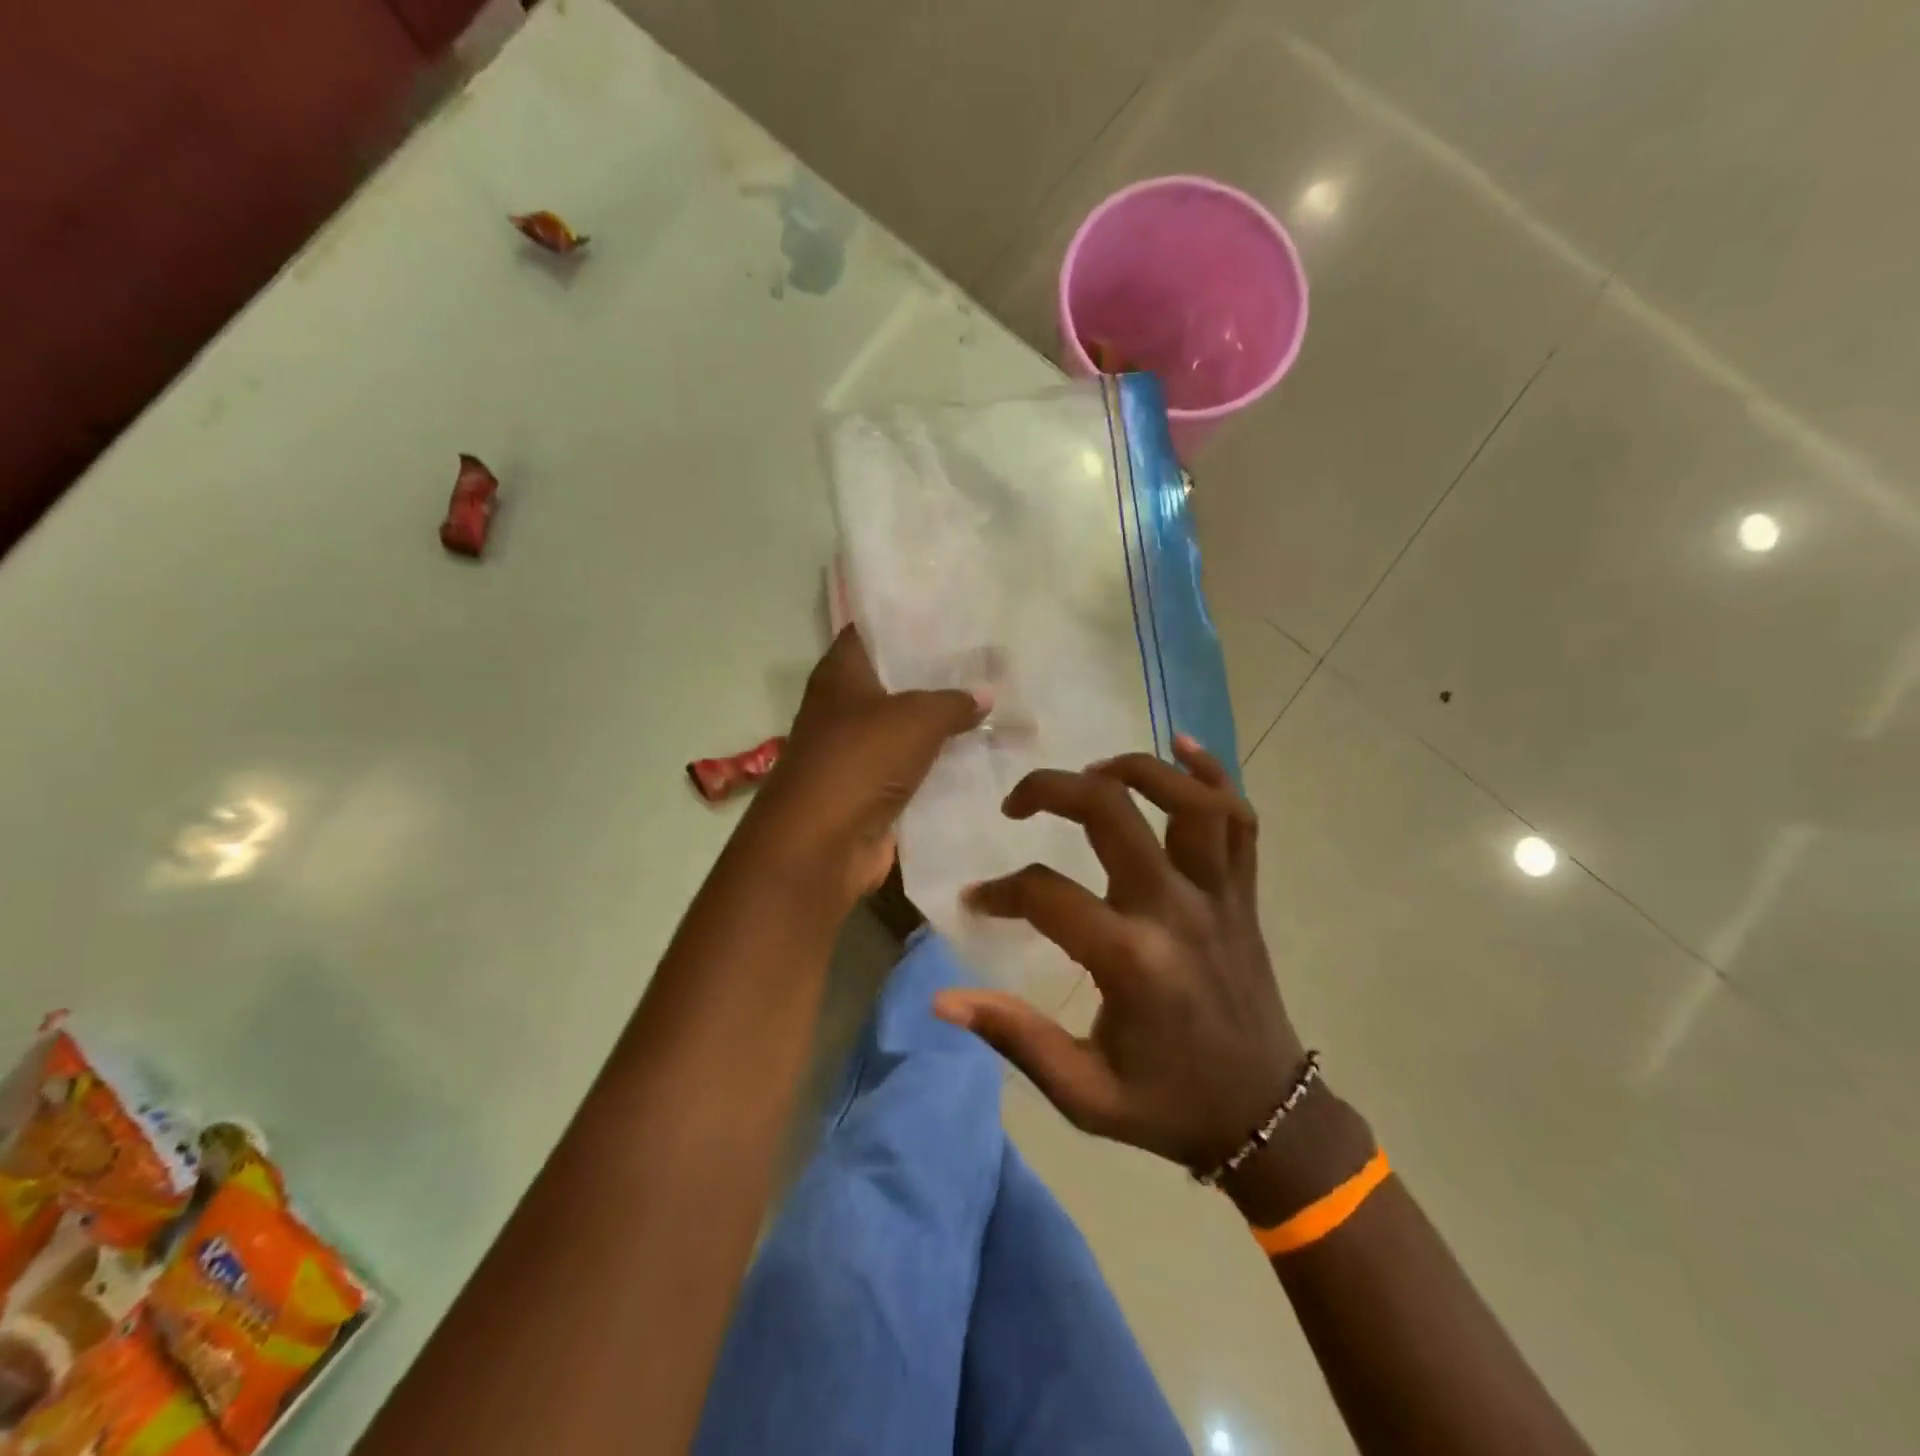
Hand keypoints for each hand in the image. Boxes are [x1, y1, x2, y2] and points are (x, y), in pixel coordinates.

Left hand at [743, 626, 986, 905]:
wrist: (822, 844)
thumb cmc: (860, 760)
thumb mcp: (916, 718)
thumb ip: (954, 701)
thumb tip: (984, 695)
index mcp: (841, 674)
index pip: (873, 631)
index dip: (909, 622)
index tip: (953, 617)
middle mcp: (845, 707)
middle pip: (896, 680)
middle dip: (939, 674)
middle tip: (988, 662)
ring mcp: (858, 751)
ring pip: (909, 727)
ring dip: (945, 723)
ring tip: (996, 705)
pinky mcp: (873, 790)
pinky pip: (915, 768)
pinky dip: (943, 764)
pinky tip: (983, 753)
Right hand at [933, 736, 1304, 1175]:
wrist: (1268, 1117)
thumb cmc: (1168, 1105)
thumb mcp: (1083, 1093)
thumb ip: (1014, 1038)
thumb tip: (942, 998)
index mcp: (1131, 960)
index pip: (1046, 893)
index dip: (1001, 891)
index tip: (978, 901)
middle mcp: (1176, 910)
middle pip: (1112, 812)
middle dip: (1053, 788)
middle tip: (1019, 803)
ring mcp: (1219, 895)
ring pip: (1188, 799)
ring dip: (1136, 769)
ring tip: (1093, 774)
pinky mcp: (1244, 894)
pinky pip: (1239, 818)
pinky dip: (1212, 773)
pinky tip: (1182, 746)